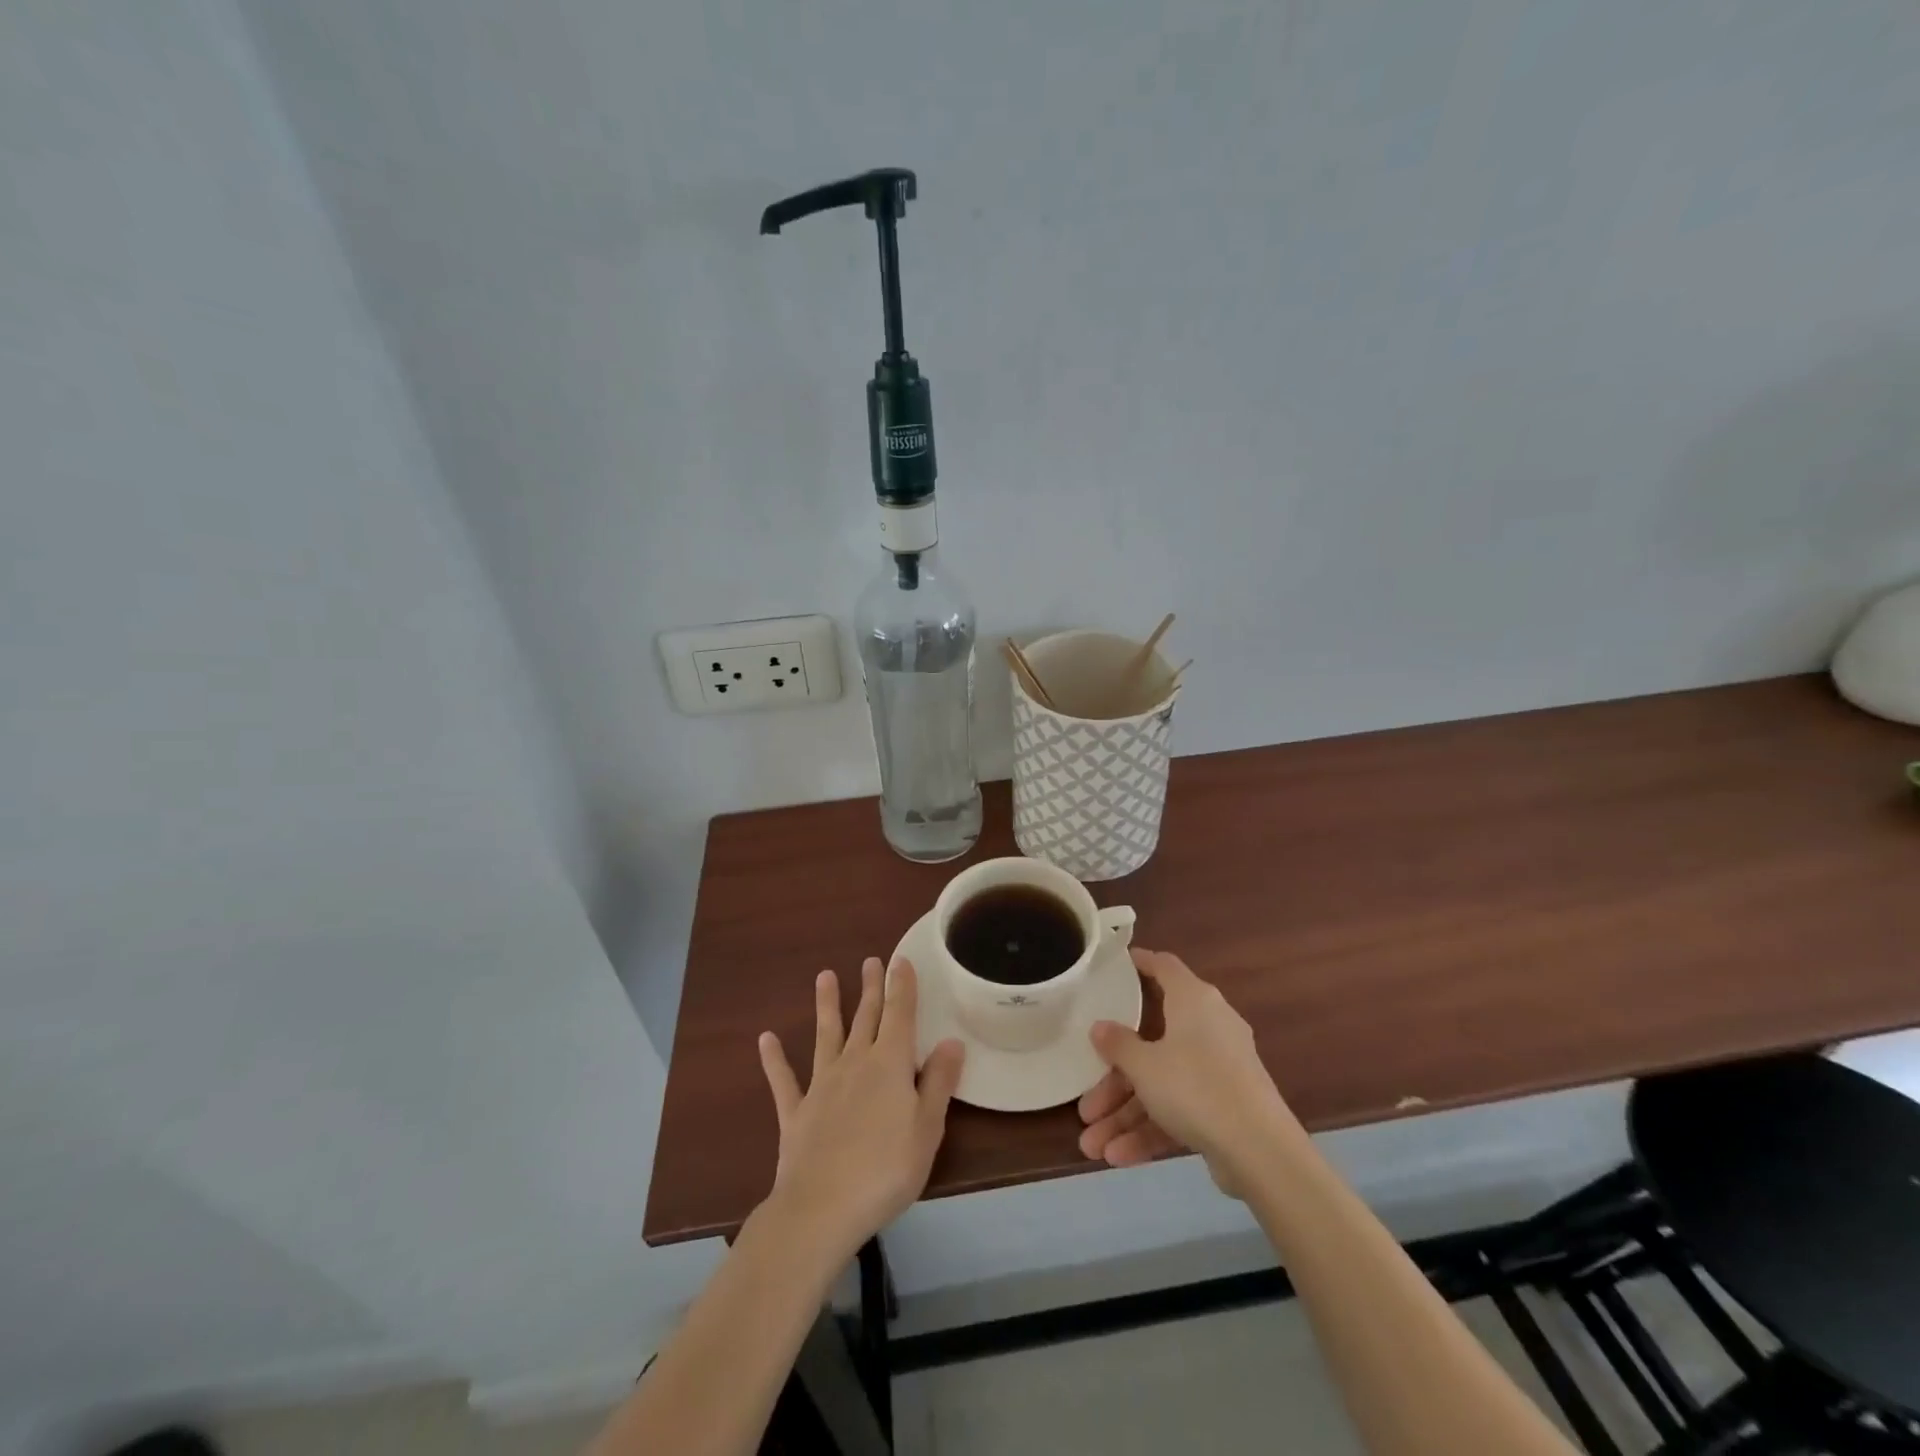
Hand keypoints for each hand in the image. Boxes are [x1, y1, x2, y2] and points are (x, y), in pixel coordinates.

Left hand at [757, 958, 964, 1262]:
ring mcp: (821, 1085)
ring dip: (827, 1005)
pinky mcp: (796, 1112)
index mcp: (890, 1064)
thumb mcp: (927, 1128)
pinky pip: (784, 1080)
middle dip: (870, 988)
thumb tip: (951, 1041)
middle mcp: (855, 1063)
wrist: (821, 1208)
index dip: (901, 986)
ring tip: (824, 976)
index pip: (899, 1015)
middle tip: (870, 961)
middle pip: (865, 1018)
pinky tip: (766, 1039)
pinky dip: (774, 1059)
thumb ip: (938, 1082)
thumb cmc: (886, 1169)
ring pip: (826, 1035)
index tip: (899, 959)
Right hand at [1077, 948, 1295, 1194]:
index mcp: (1193, 1000)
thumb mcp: (1145, 1065)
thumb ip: (1117, 1044)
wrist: (1261, 1152)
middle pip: (1151, 1041)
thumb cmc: (1196, 1087)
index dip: (1138, 963)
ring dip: (1126, 1114)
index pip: (1163, 967)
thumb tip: (1100, 1027)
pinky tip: (1118, 1158)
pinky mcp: (1224, 1105)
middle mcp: (1208, 1026)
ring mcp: (1218, 1069)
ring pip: (1161, 1083)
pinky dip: (1151, 1129)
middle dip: (1114, 1079)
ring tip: (1092, 1146)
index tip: (1112, 967)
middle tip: (1085, 1103)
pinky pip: (1179, 1108)